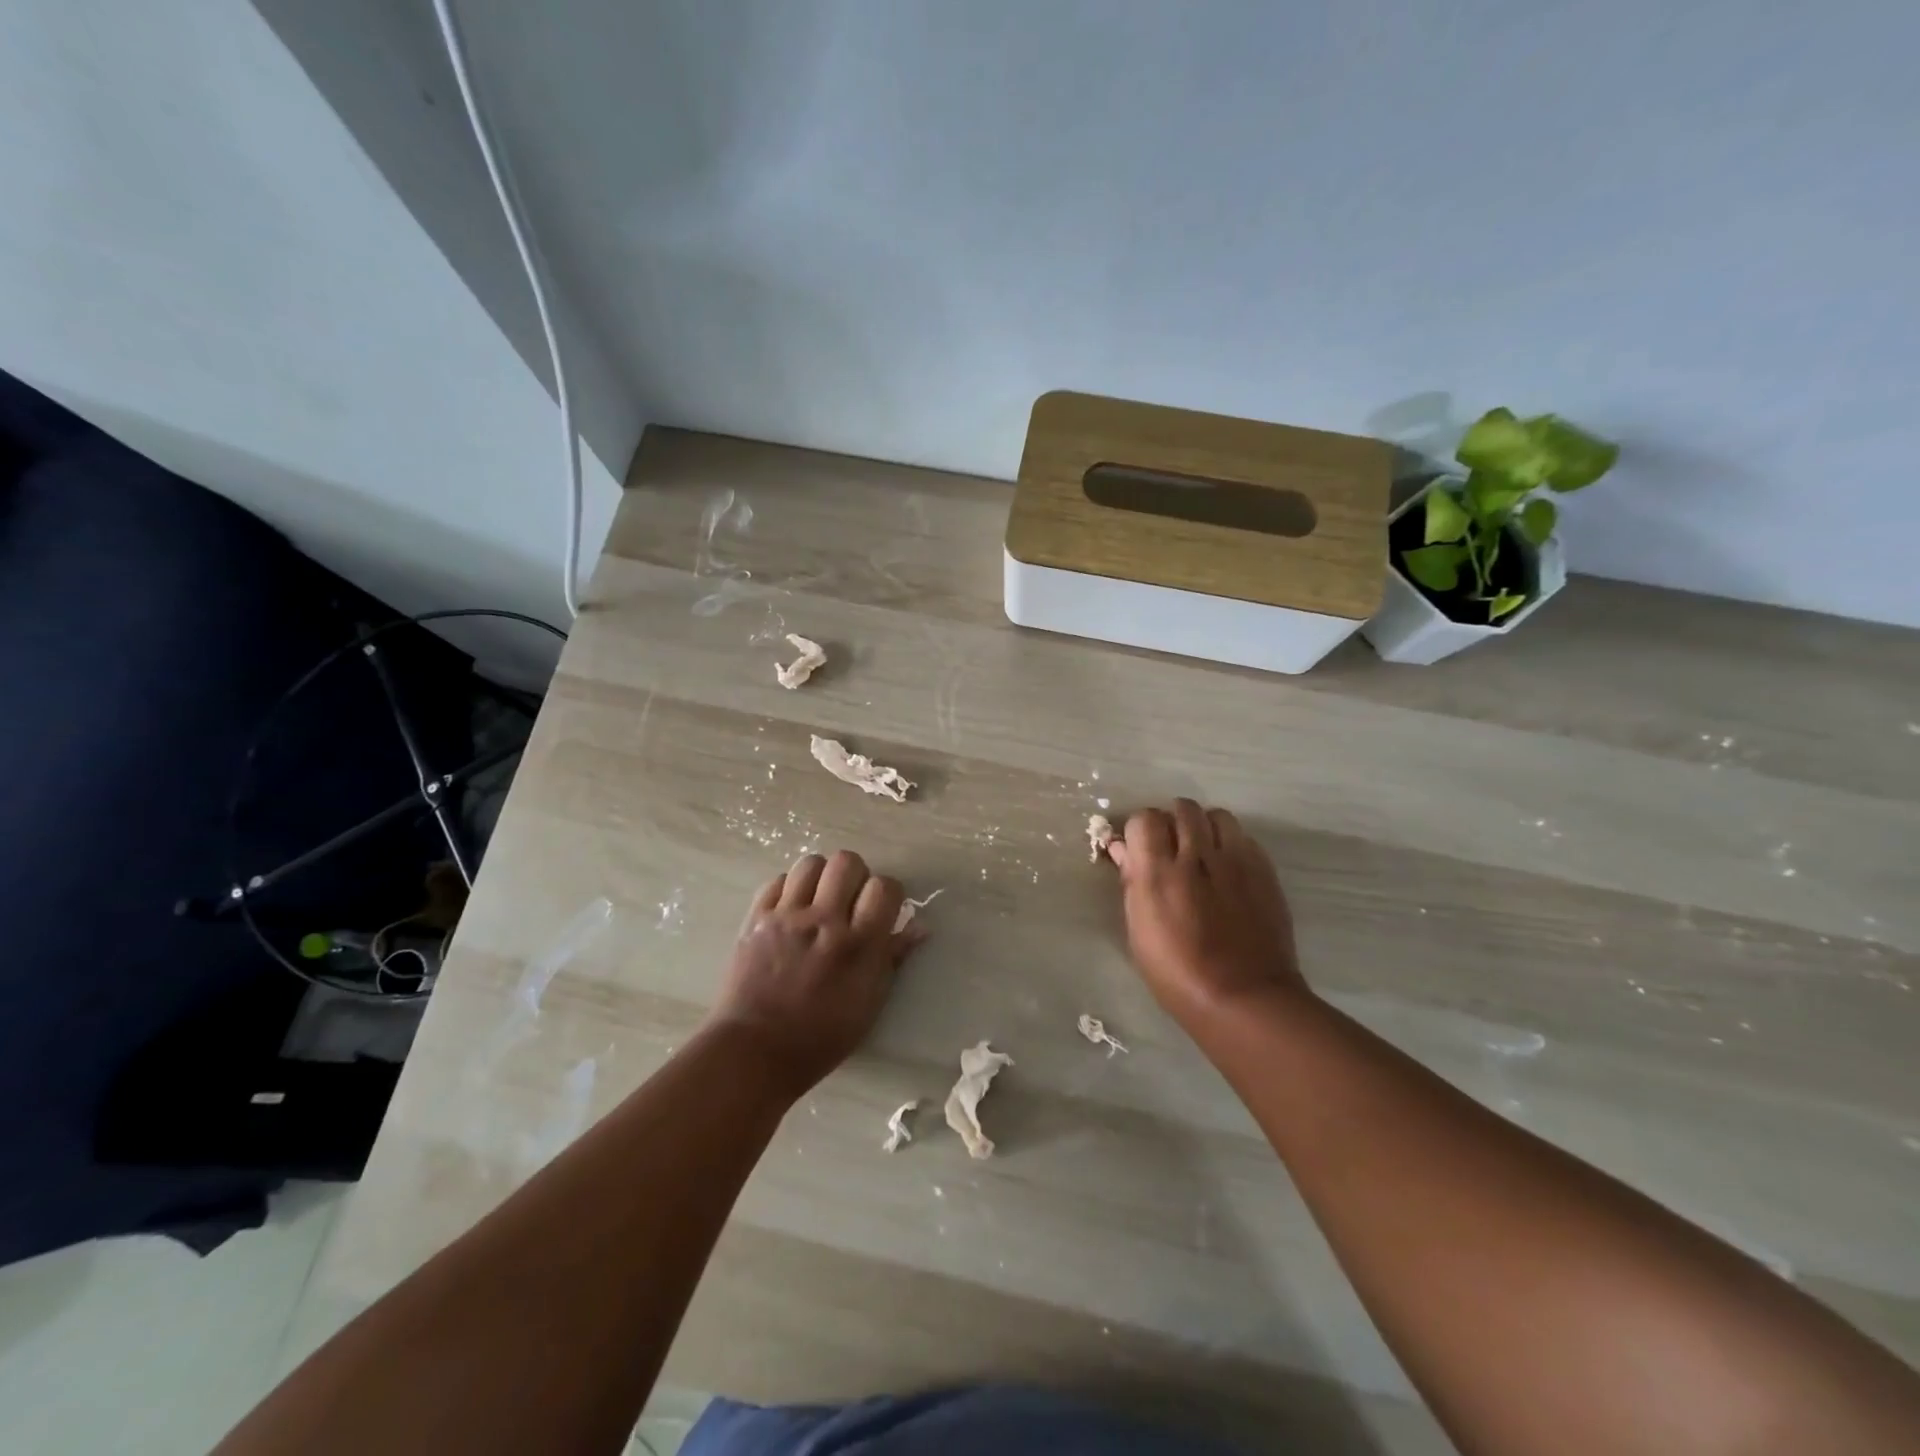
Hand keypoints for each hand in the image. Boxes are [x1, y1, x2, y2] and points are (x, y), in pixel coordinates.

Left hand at [708, 850, 922, 1095]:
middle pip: (847, 861)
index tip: (882, 909)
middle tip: (849, 900)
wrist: (754, 1051)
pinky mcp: (756, 918)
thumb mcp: (869, 1002)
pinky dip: (788, 890)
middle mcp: (825, 921)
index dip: (888, 894)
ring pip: (811, 863)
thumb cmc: (821, 1036)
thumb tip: (920, 926)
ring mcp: (787, 916)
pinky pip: (777, 881)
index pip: (884, 887)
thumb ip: (893, 958)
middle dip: (855, 876)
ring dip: (821, 877)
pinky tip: (790, 911)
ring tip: (818, 900)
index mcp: (859, 945)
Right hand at [1107, 800, 1307, 1026]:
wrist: (1244, 997)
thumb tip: (1122, 850)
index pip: (1144, 818)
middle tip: (1170, 850)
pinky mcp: (1264, 870)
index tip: (1139, 850)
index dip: (1139, 830)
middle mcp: (1196, 855)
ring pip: (1216, 815)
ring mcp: (1235, 860)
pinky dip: (1230, 844)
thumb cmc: (1177, 973)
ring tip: (1202, 854)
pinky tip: (1227, 871)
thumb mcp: (1138, 930)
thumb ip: (1131, 882)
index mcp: (1158, 871)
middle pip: (1182, 808)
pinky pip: (1243, 838)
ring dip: (1204, 827)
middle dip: (1172, 823)